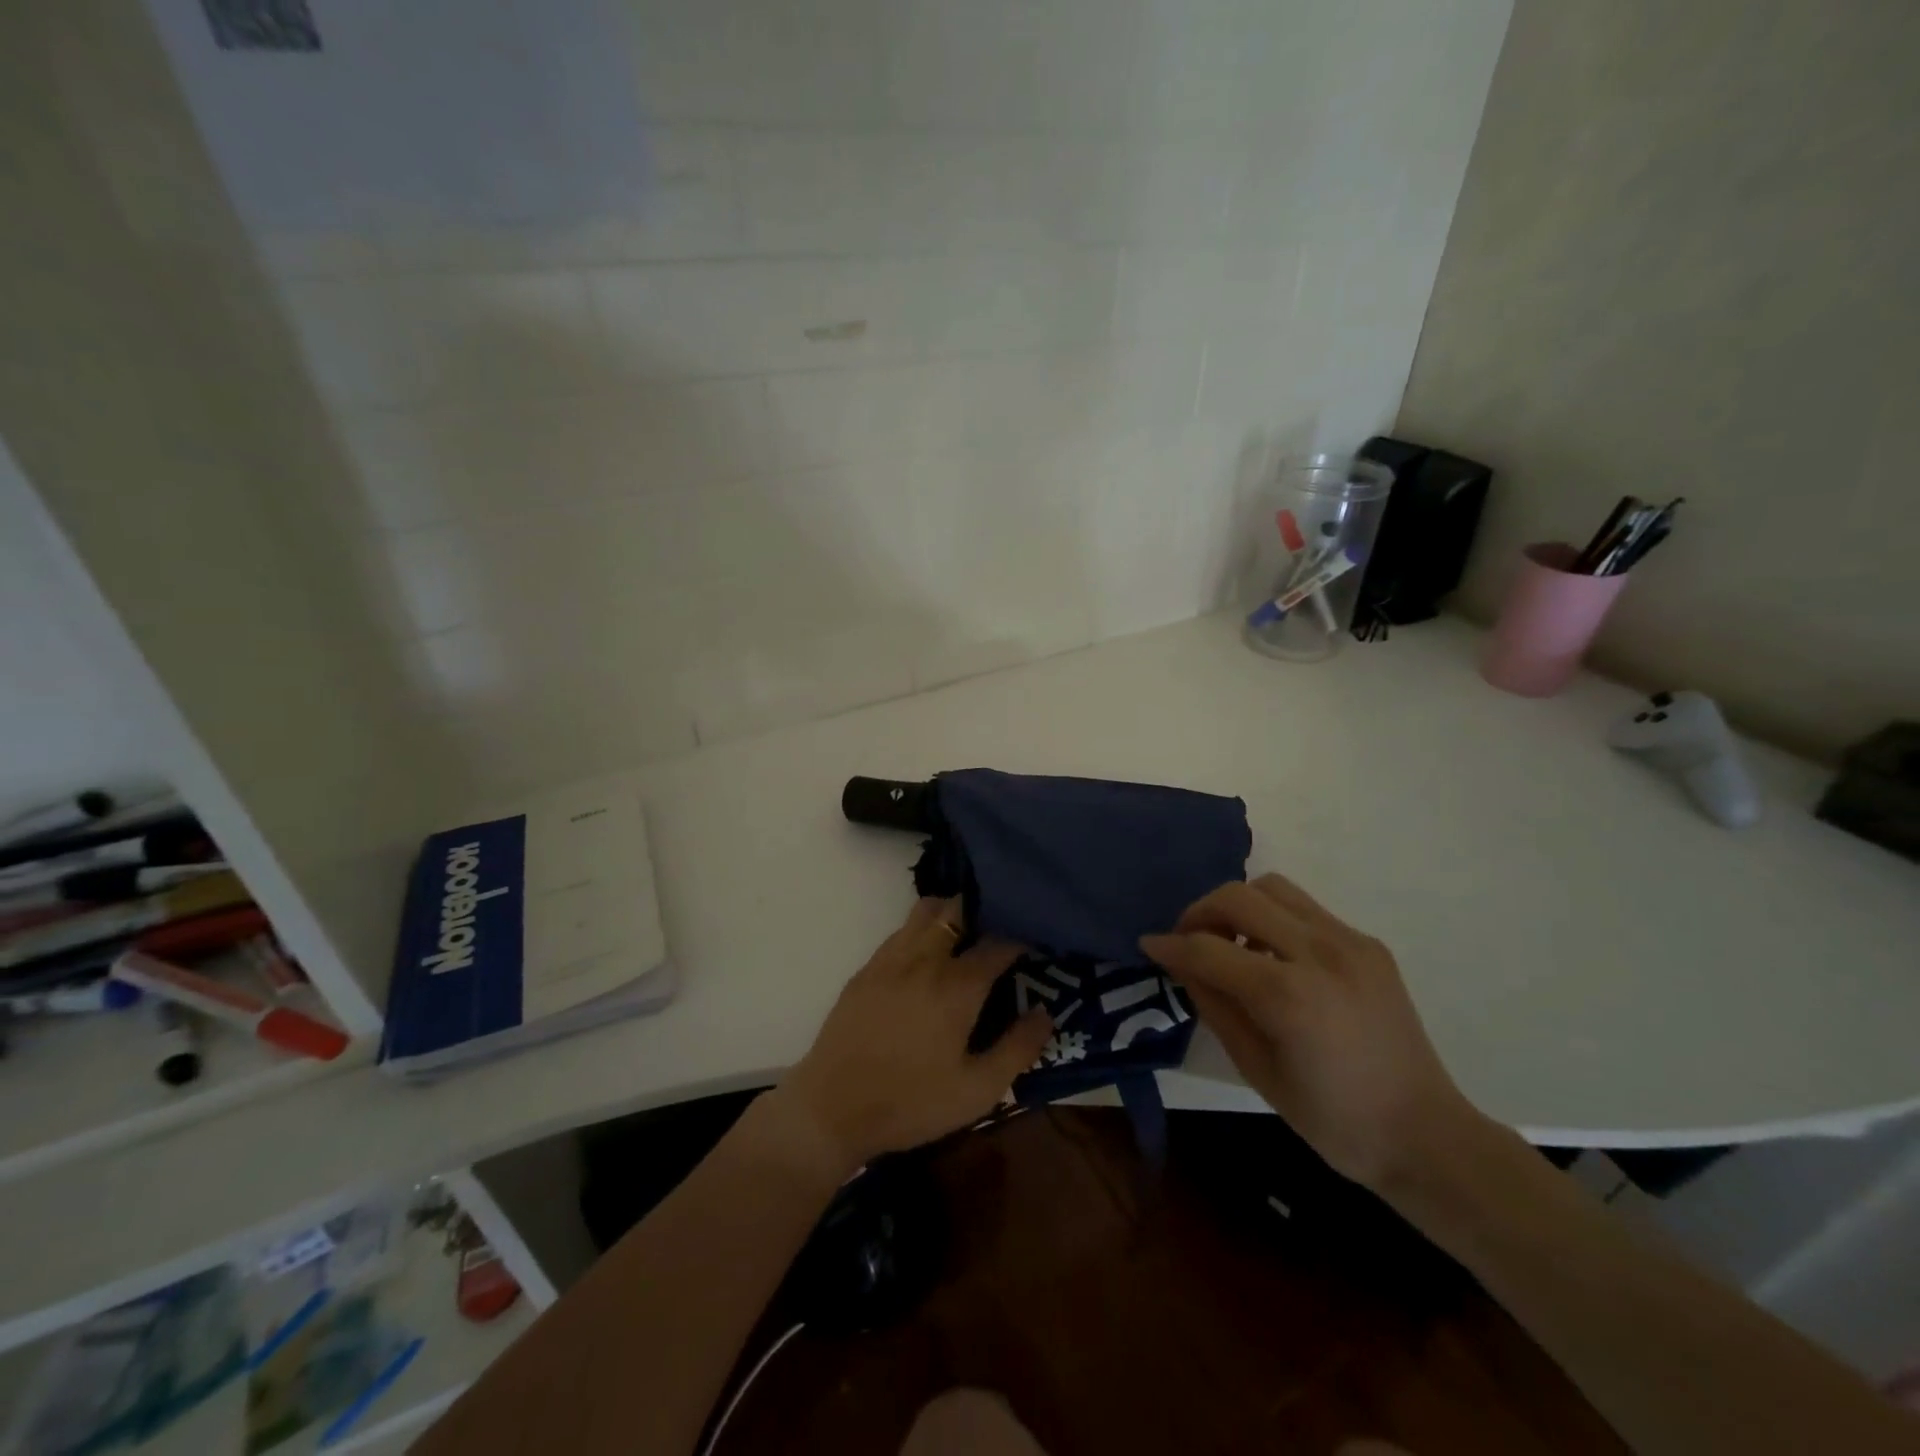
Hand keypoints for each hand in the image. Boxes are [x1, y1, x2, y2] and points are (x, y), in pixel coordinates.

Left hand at [775, 898, 1052, 1171]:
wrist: (832, 1109)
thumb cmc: (911, 1102)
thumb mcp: (977, 1090)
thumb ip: (1017, 1049)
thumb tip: (1045, 1013)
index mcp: (957, 985)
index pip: (999, 942)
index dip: (1021, 938)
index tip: (1035, 944)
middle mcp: (925, 959)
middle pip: (958, 909)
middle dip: (984, 911)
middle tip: (999, 931)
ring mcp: (890, 959)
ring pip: (926, 911)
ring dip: (950, 913)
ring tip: (965, 935)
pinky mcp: (866, 969)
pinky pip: (900, 931)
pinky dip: (921, 930)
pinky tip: (926, 956)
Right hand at [1141, 873, 1481, 1191]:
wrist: (1424, 1134)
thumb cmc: (1332, 1119)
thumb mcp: (1256, 1069)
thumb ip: (1214, 1006)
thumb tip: (1183, 963)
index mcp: (1289, 996)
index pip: (1209, 948)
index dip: (1171, 945)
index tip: (1149, 946)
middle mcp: (1320, 953)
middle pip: (1239, 897)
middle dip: (1200, 912)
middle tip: (1188, 940)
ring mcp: (1350, 942)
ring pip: (1273, 888)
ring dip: (1238, 905)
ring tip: (1230, 941)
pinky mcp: (1367, 944)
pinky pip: (1305, 908)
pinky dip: (1274, 918)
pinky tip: (1273, 955)